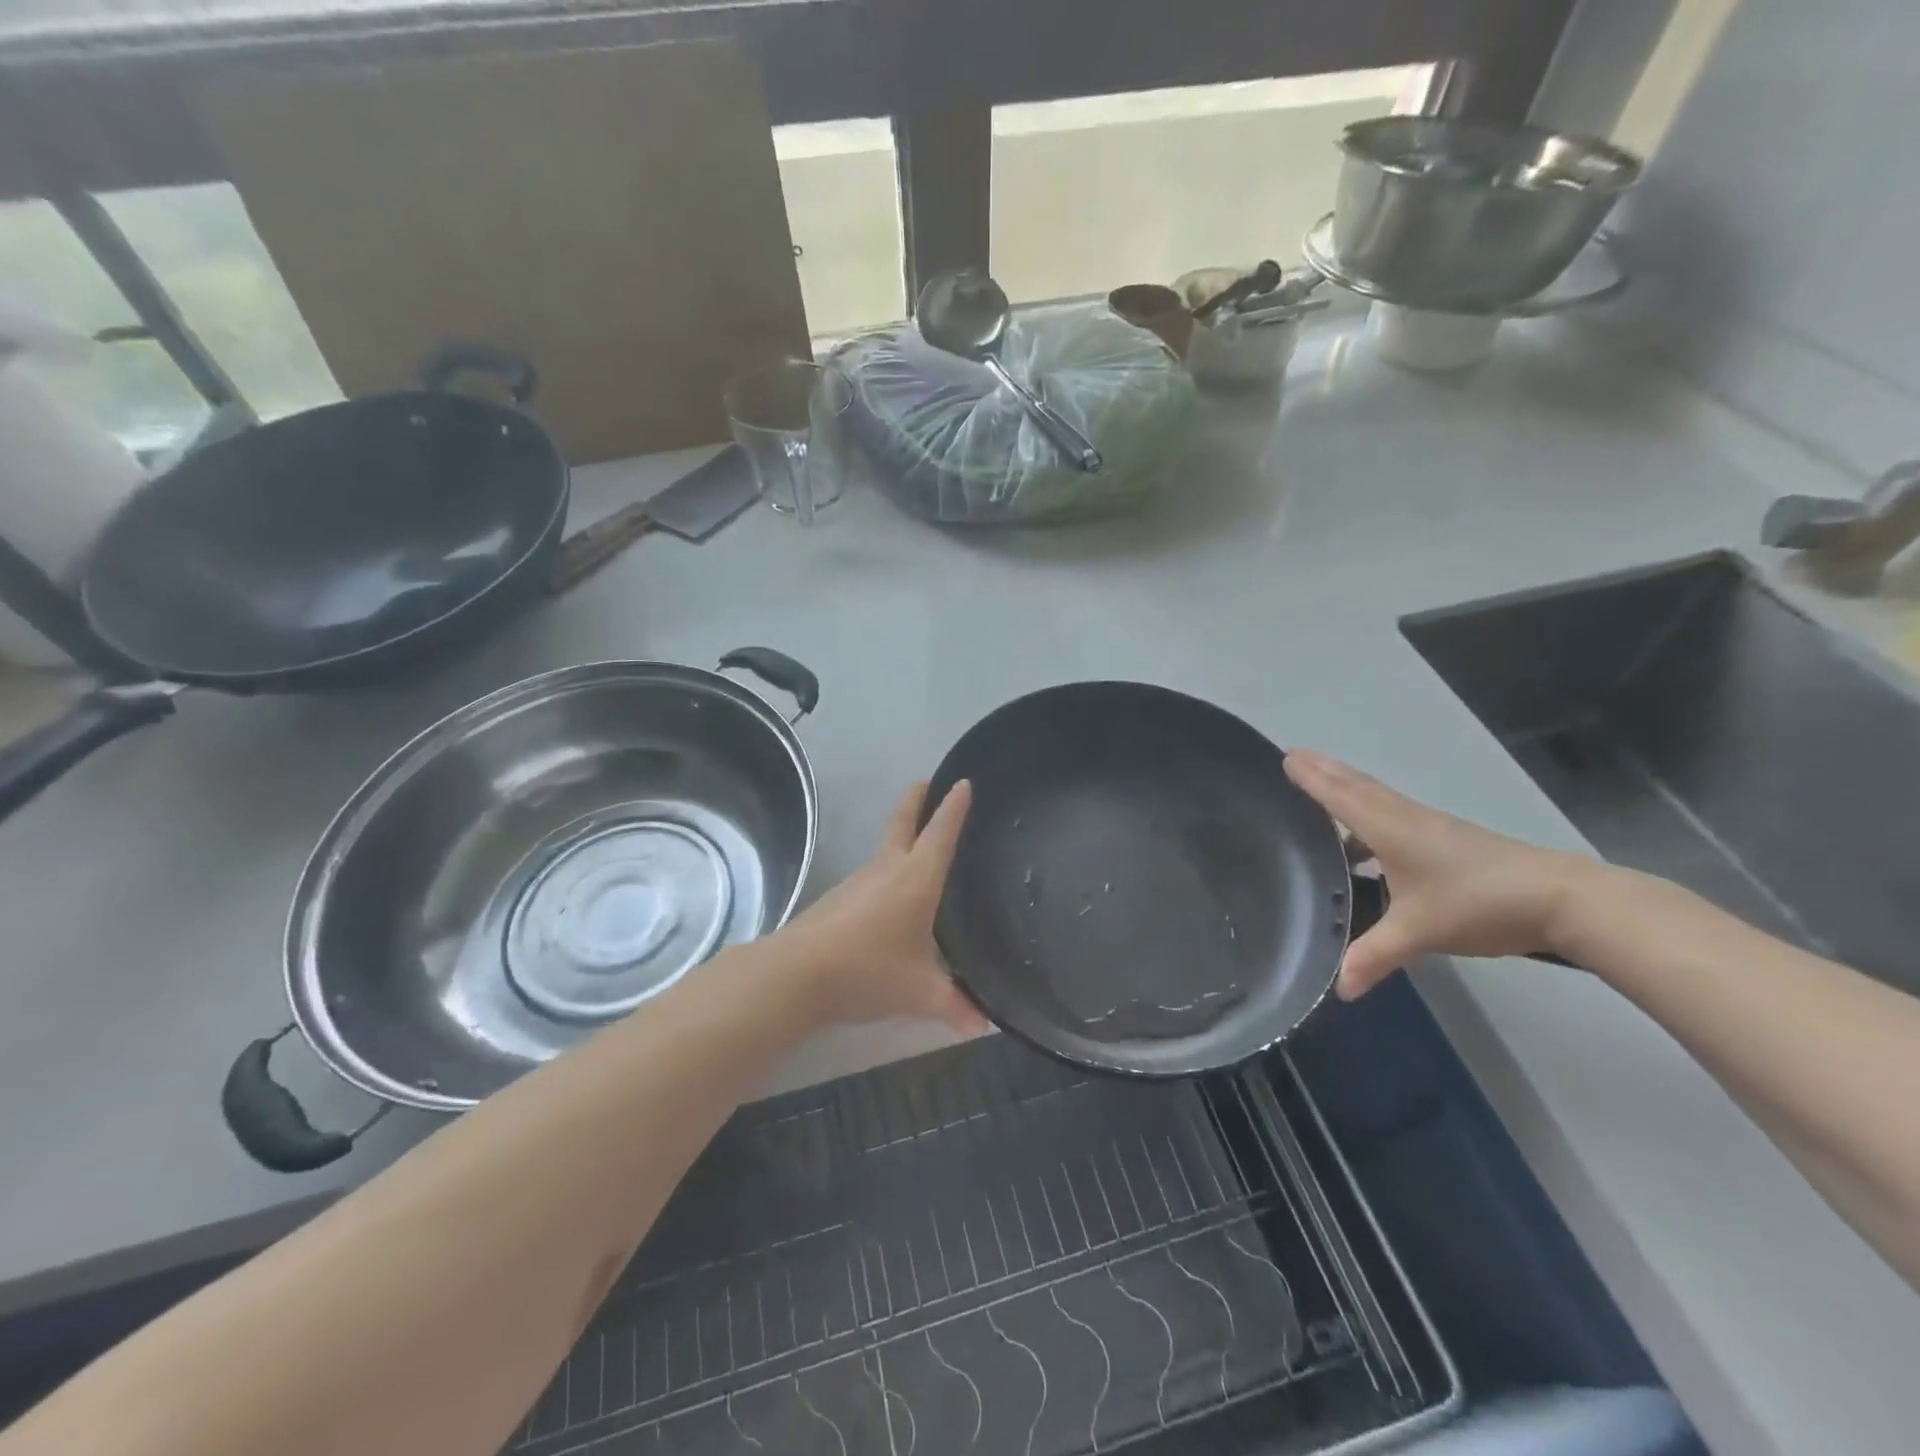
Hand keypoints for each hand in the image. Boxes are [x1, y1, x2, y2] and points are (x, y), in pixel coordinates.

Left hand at [783, 780, 989, 1032]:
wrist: (797, 975)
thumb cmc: (869, 970)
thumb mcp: (920, 992)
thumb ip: (954, 1006)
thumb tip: (985, 1026)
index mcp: (916, 879)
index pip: (940, 833)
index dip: (954, 808)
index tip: (962, 782)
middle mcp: (887, 870)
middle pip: (902, 824)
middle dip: (916, 801)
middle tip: (925, 782)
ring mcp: (857, 883)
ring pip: (884, 851)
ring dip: (899, 839)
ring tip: (916, 849)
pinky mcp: (837, 900)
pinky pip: (869, 878)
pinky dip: (884, 874)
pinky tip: (887, 899)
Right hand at [1284, 749, 1596, 997]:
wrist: (1560, 898)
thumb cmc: (1477, 903)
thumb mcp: (1419, 933)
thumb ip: (1374, 956)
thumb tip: (1340, 989)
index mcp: (1389, 829)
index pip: (1340, 796)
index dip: (1311, 777)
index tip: (1285, 756)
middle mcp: (1405, 818)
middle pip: (1357, 787)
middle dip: (1324, 771)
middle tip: (1294, 757)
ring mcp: (1430, 826)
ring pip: (1378, 798)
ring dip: (1347, 788)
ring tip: (1320, 789)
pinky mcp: (1448, 839)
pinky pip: (1394, 813)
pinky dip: (1370, 811)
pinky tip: (1367, 842)